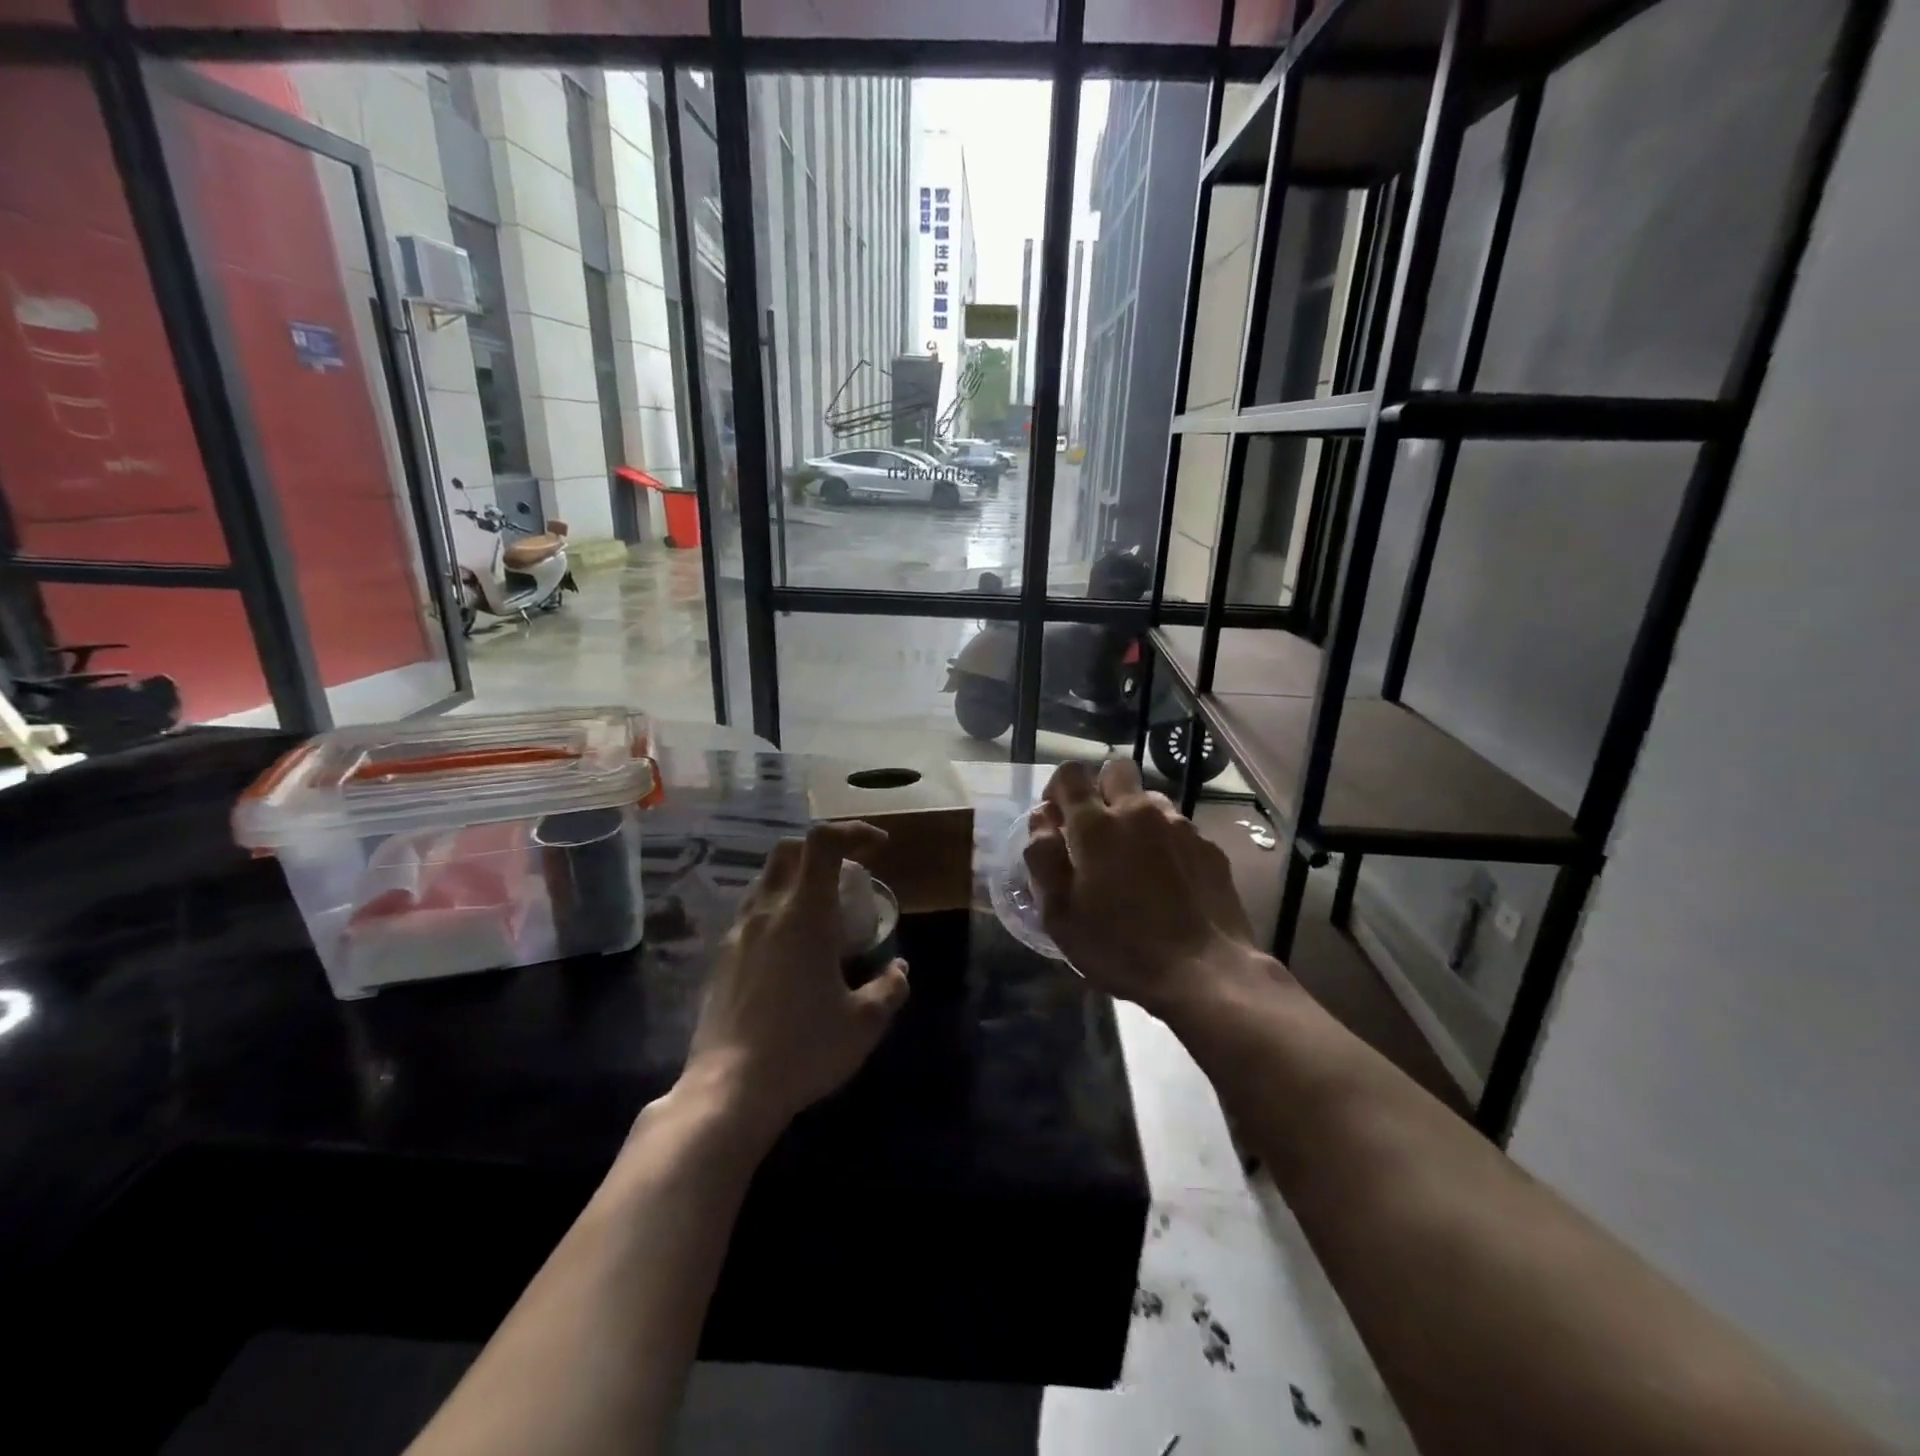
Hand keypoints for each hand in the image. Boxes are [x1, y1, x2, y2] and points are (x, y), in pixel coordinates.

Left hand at [683, 821, 909, 1138]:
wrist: (728, 1092)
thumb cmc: (803, 1049)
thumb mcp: (864, 1023)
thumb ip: (890, 988)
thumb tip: (898, 969)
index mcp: (804, 914)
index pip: (823, 842)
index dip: (854, 832)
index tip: (880, 847)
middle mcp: (766, 912)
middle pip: (789, 850)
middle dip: (824, 849)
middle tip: (851, 875)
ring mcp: (737, 934)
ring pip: (766, 880)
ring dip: (798, 879)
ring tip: (824, 913)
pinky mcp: (721, 960)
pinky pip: (752, 914)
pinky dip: (778, 910)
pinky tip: (793, 952)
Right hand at [1024, 759, 1270, 1015]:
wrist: (1204, 972)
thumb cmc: (1120, 947)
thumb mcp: (1059, 913)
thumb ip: (1043, 857)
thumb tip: (1041, 819)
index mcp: (1095, 825)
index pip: (1071, 773)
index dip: (1058, 788)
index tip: (1057, 818)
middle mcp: (1138, 811)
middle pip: (1116, 770)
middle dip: (1101, 790)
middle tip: (1097, 833)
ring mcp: (1179, 825)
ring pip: (1149, 799)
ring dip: (1135, 817)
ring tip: (1134, 860)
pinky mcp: (1208, 846)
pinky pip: (1178, 828)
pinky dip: (1165, 842)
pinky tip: (1167, 881)